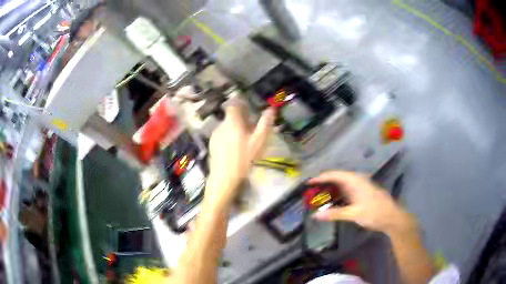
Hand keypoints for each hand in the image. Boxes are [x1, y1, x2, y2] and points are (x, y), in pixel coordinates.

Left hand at [206, 100, 274, 207]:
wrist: (224, 179)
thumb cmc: (243, 159)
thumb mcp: (258, 142)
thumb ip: (265, 123)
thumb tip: (271, 109)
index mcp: (232, 121)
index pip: (234, 104)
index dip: (242, 103)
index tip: (249, 108)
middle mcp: (221, 125)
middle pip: (231, 116)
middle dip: (241, 118)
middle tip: (251, 126)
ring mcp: (215, 135)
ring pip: (226, 126)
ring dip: (235, 128)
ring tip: (244, 139)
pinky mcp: (212, 145)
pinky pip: (222, 135)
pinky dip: (229, 136)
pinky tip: (235, 148)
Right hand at [311, 171, 416, 235]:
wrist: (392, 218)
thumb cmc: (374, 213)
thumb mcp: (353, 214)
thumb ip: (334, 214)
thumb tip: (315, 215)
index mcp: (355, 181)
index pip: (334, 175)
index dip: (320, 178)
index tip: (308, 183)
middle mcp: (357, 181)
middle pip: (337, 178)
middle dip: (324, 185)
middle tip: (311, 193)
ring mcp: (361, 187)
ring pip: (342, 185)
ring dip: (331, 191)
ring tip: (319, 198)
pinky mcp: (362, 193)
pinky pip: (347, 191)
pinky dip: (338, 196)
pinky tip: (333, 203)